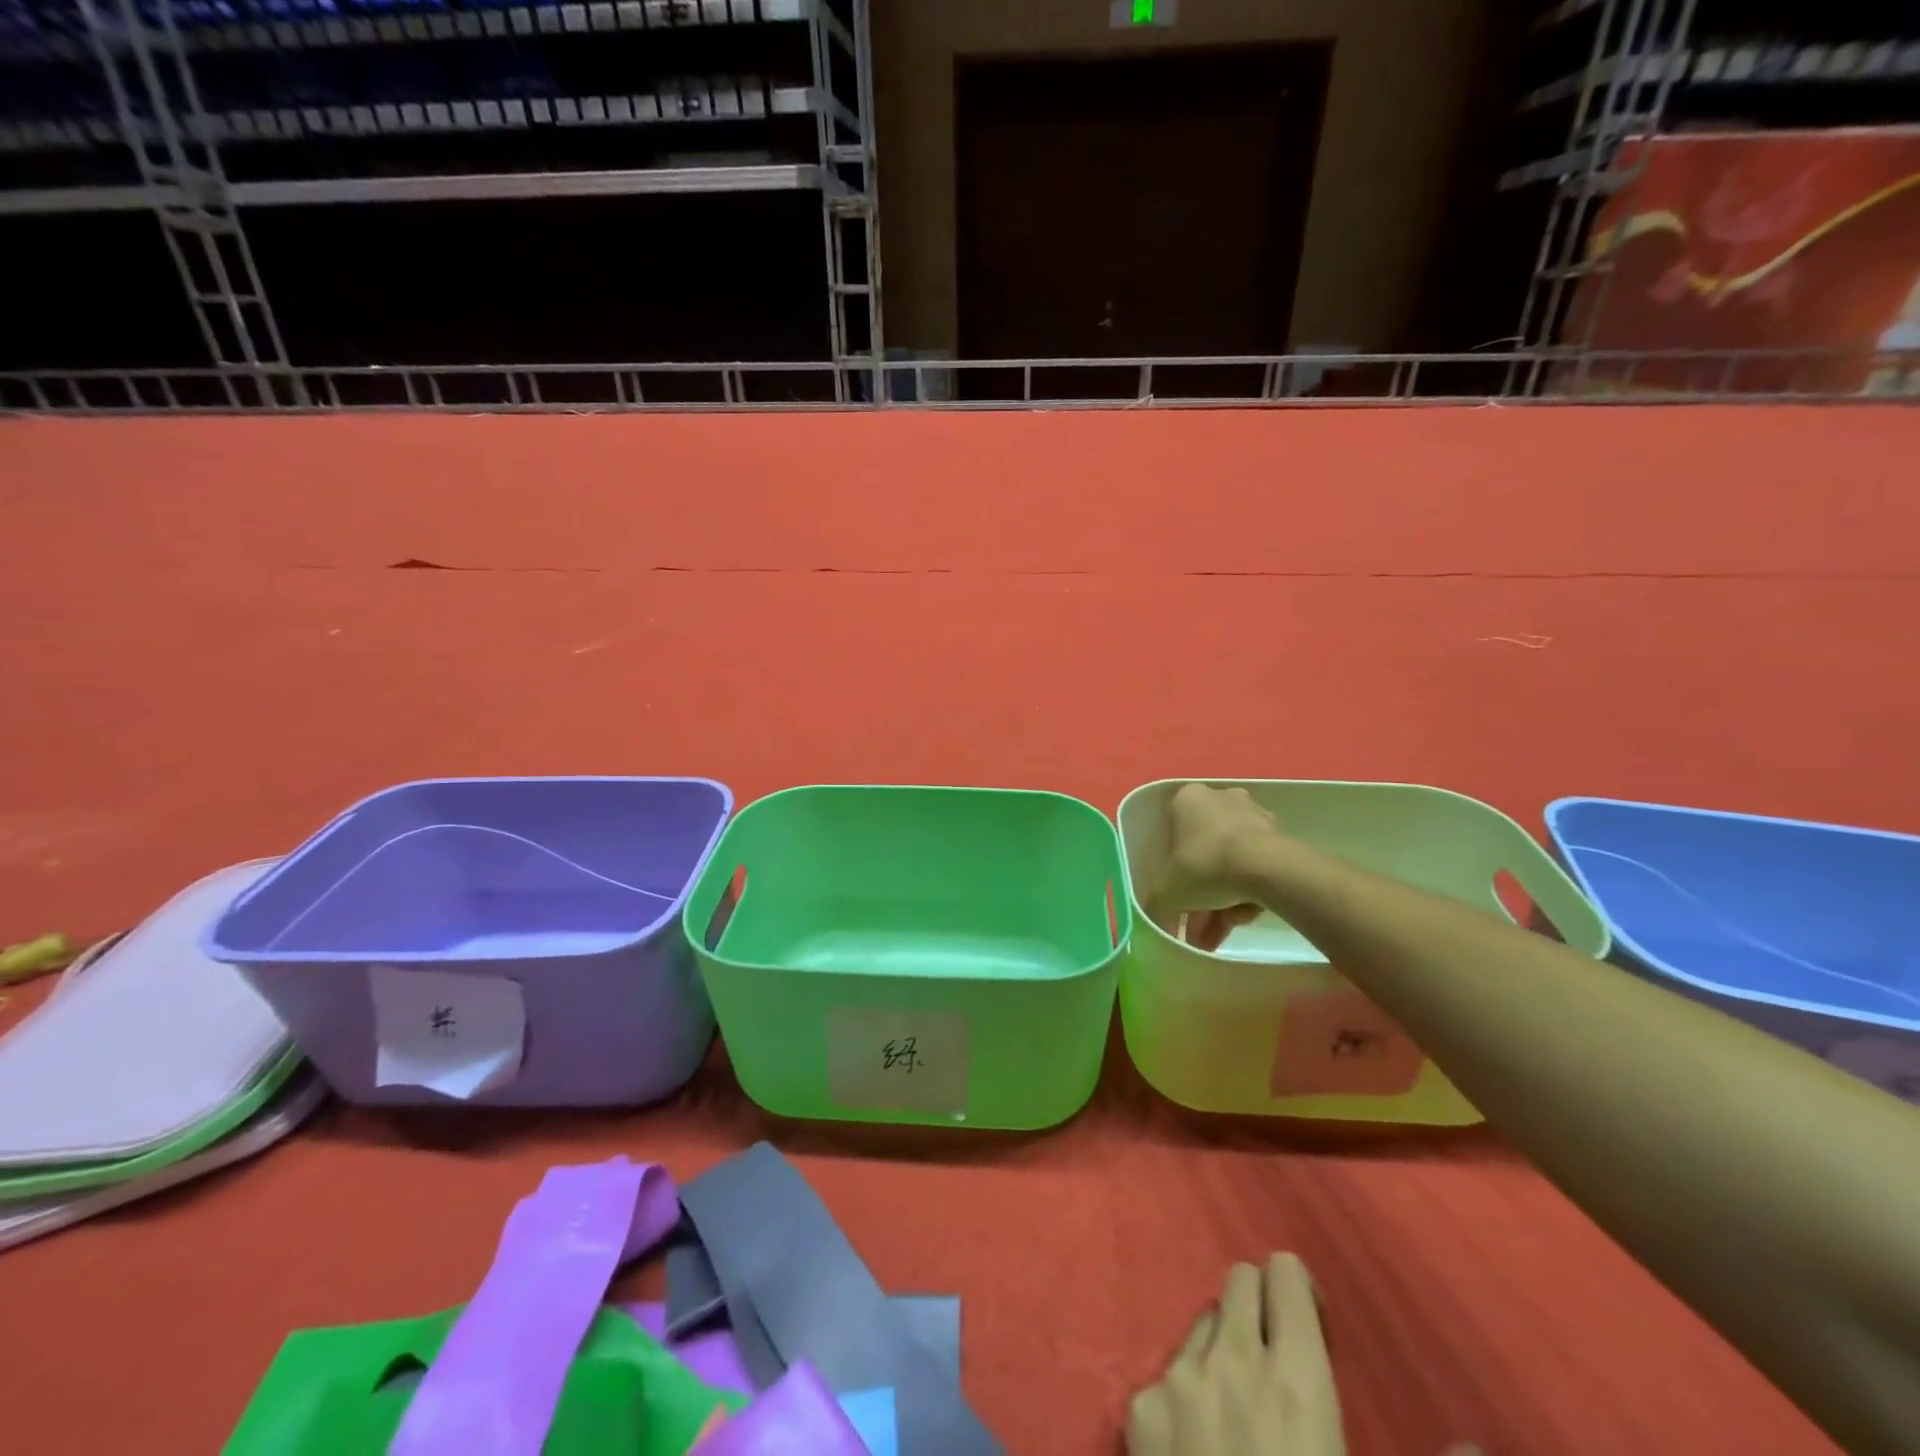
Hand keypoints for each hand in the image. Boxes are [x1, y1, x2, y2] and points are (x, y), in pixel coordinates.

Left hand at [1127, 1253, 1343, 1455]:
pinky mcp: (1140, 1404)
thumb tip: (1298, 1369)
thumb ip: (1313, 1399)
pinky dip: (1182, 1400)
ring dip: (1218, 1353)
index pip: (1284, 1274)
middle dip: (1255, 1306)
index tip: (1305, 1325)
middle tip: (1266, 1359)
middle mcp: (1232, 1358)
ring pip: (1201, 1326)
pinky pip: (1168, 1376)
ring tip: (1228, 1415)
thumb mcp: (1335, 1454)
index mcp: (1296, 1379)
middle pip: (1238, 1280)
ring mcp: (1178, 1375)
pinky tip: (1190, 1450)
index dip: (1295, 1294)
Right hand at [1145, 784, 1286, 950]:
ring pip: (1230, 863)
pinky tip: (1243, 920)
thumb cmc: (1207, 866)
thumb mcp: (1167, 892)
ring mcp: (1254, 815)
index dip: (1172, 873)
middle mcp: (1220, 798)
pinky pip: (1255, 867)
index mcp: (1187, 799)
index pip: (1171, 836)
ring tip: (1221, 935)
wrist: (1269, 868)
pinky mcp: (1280, 836)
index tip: (1177, 899)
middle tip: (1199, 928)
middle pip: (1204, 853)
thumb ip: (1157, 906)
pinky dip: (1247, 893)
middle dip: (1201, 895)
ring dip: (1224, 901)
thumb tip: (1161, 924)